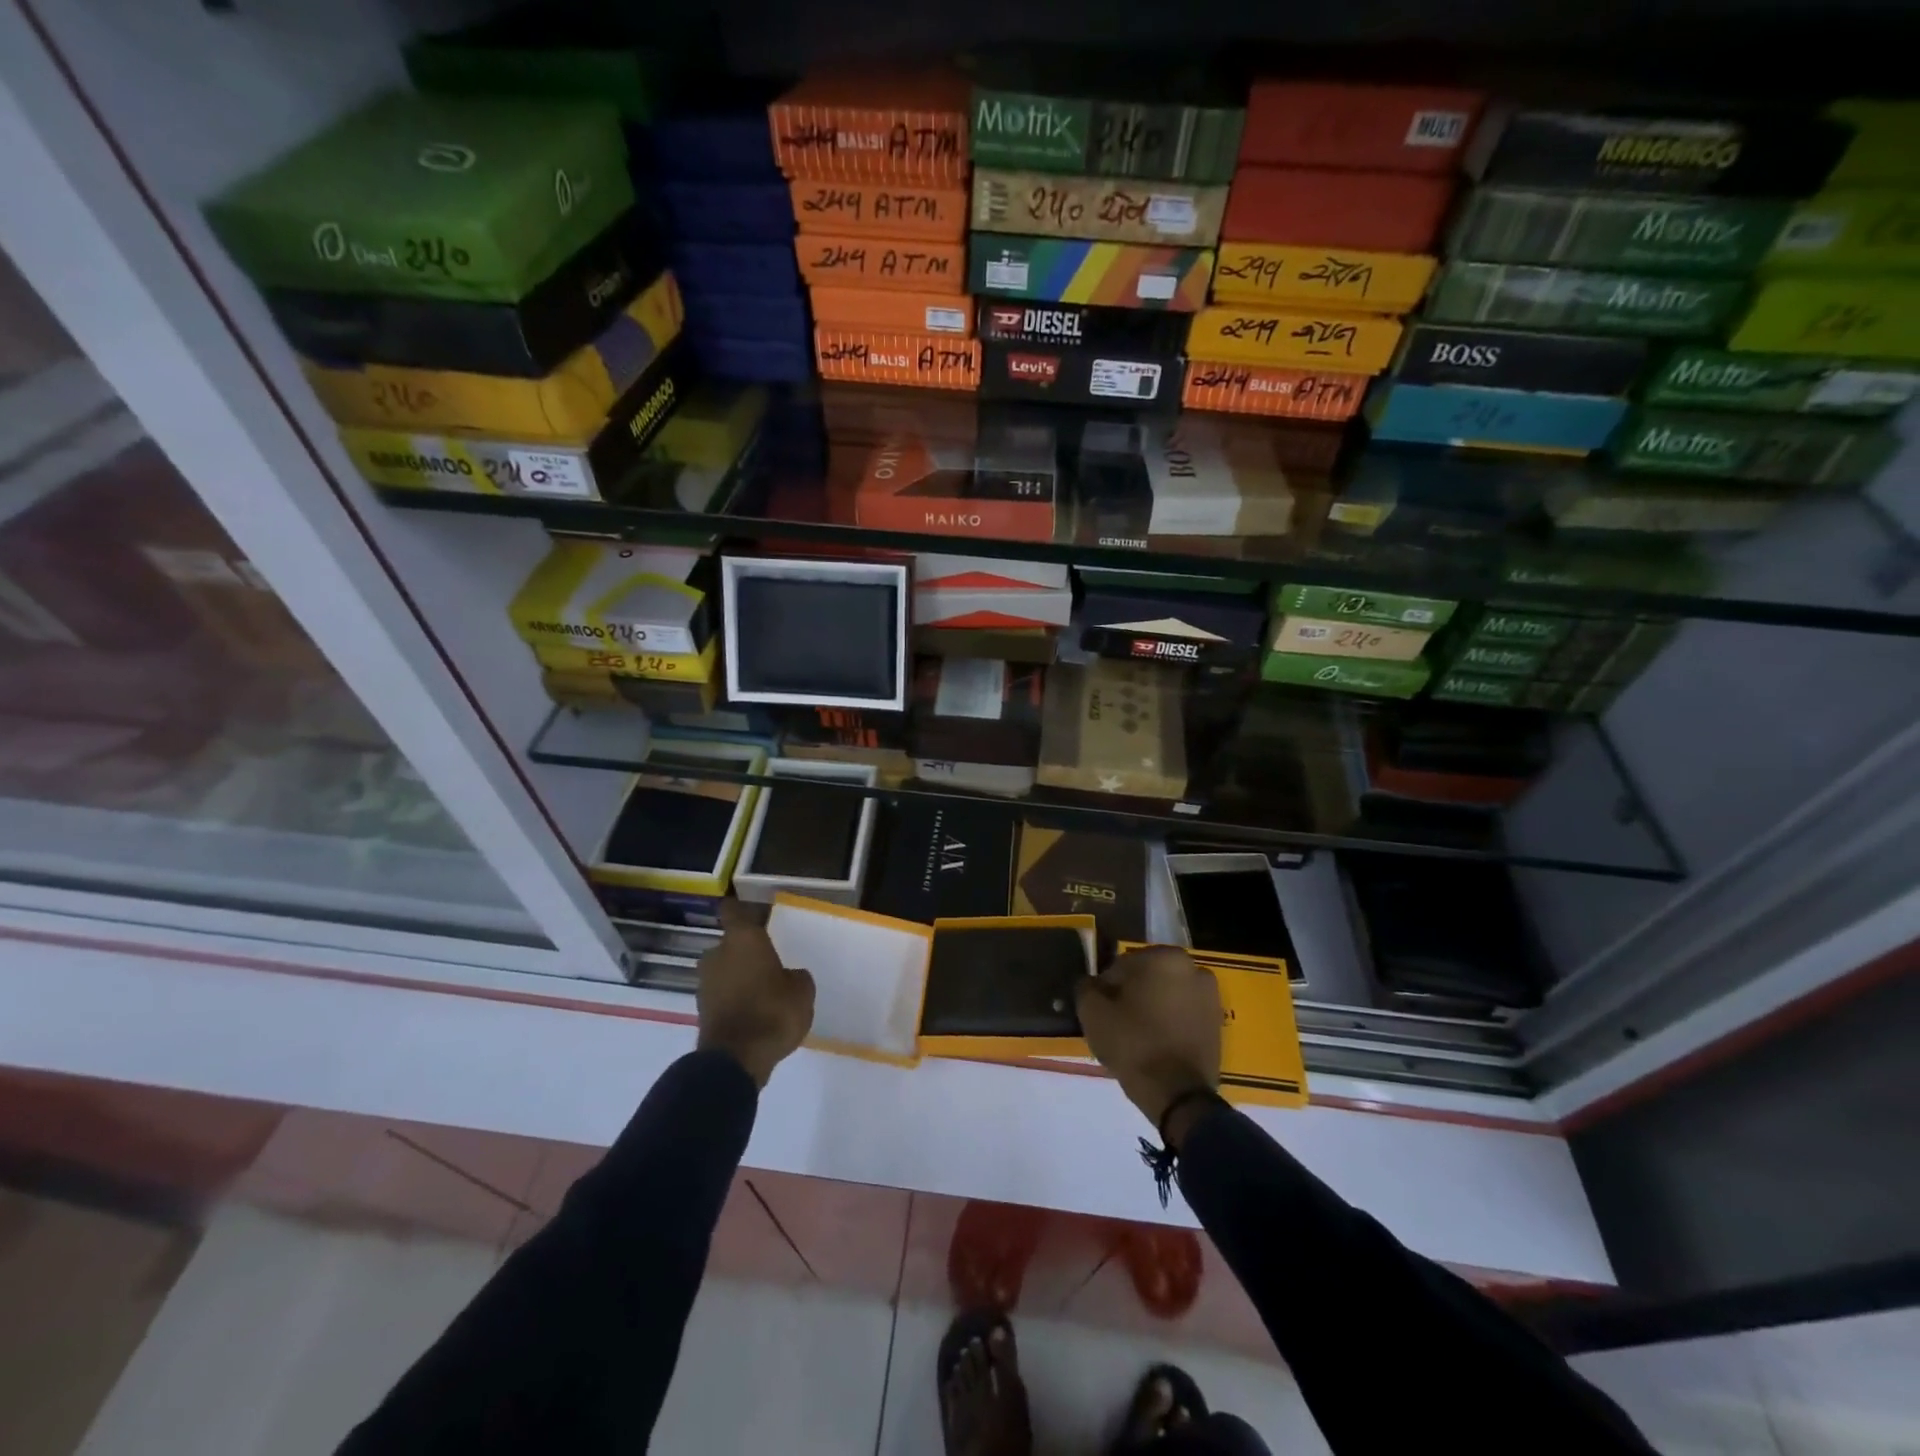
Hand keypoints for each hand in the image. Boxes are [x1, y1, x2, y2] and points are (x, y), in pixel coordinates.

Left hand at [696, 899, 814, 1086]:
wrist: (736, 1060)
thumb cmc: (773, 1012)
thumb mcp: (802, 991)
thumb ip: (795, 976)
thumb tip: (788, 977)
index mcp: (743, 939)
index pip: (733, 911)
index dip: (741, 909)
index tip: (752, 911)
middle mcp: (718, 954)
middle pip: (730, 944)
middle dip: (745, 951)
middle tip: (768, 961)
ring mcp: (705, 983)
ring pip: (724, 970)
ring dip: (738, 976)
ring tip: (762, 989)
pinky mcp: (702, 1010)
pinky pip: (722, 994)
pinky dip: (734, 998)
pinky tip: (753, 1010)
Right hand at [1076, 946, 1221, 1144]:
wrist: (1178, 1095)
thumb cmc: (1133, 1044)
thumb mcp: (1092, 1013)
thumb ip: (1086, 987)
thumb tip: (1090, 983)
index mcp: (1165, 957)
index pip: (1122, 965)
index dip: (1106, 987)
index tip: (1101, 1010)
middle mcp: (1193, 968)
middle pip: (1147, 977)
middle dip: (1131, 994)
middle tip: (1116, 1022)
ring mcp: (1210, 995)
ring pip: (1167, 994)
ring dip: (1152, 1007)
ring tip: (1136, 1036)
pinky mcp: (1217, 1022)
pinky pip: (1183, 1013)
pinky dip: (1170, 1022)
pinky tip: (1156, 1044)